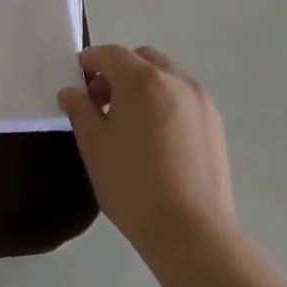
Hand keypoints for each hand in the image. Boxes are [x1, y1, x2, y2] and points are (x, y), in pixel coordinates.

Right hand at [58, 45, 236, 271]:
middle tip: (102, 105)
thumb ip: (80, 111)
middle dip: (117, 72)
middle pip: (140, 59)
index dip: (88, 63)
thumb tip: (72, 91)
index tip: (77, 85)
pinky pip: (183, 97)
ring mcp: (200, 100)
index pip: (109, 54)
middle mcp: (175, 80)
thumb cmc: (133, 185)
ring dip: (143, 86)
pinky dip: (164, 102)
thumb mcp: (94, 147)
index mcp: (142, 80)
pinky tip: (156, 139)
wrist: (191, 232)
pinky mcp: (215, 123)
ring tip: (130, 125)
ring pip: (165, 76)